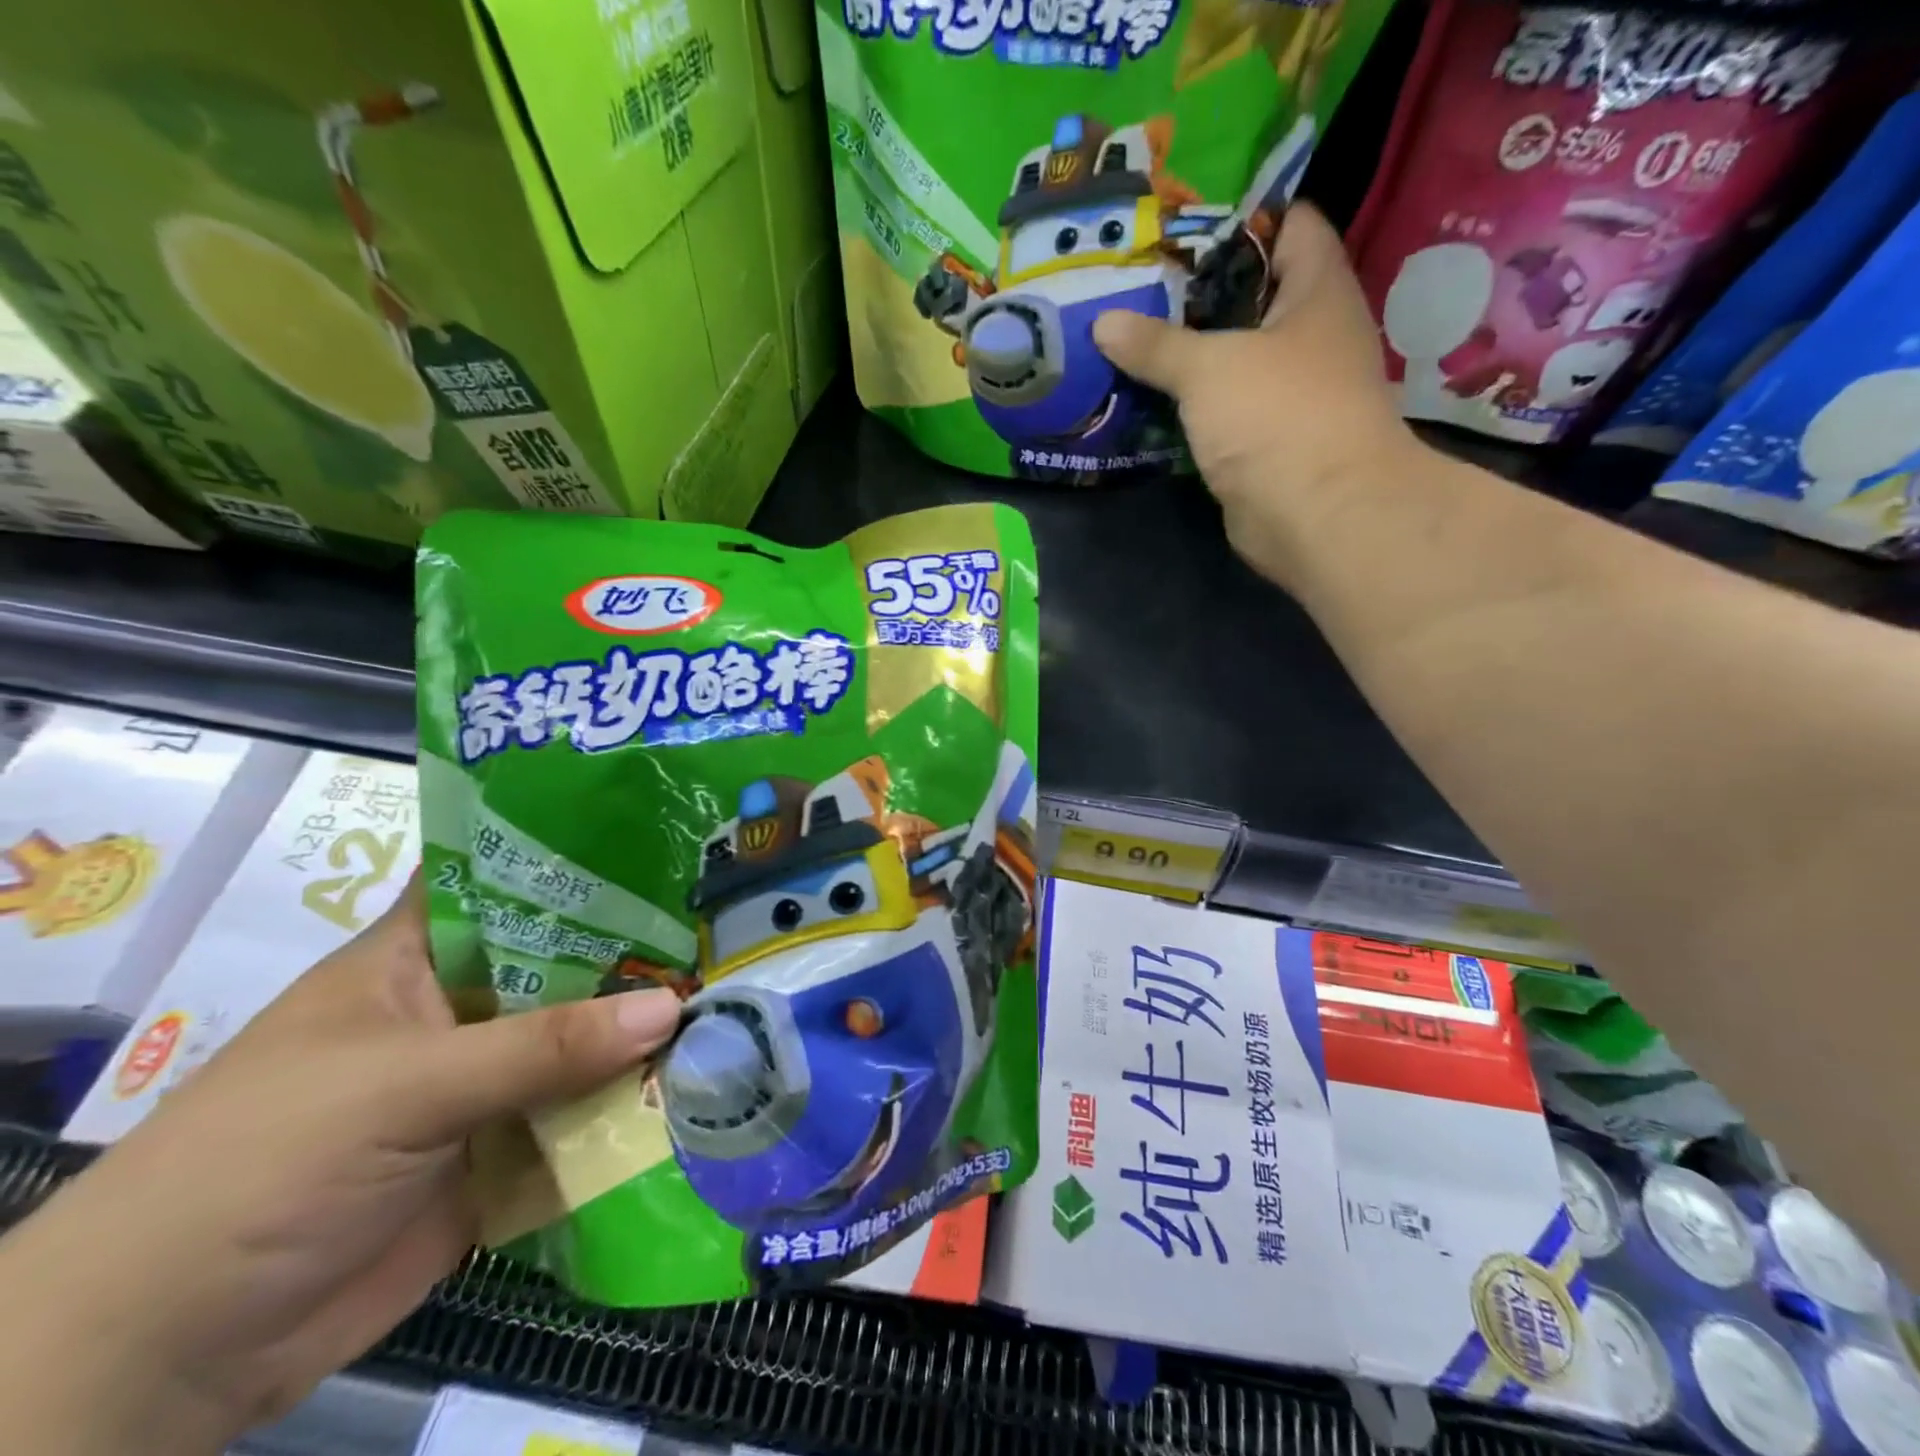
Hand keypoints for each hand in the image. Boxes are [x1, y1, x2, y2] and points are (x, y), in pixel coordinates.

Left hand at [0, 879, 680, 1455]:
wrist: (170, 1356)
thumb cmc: (263, 1166)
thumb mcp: (404, 1086)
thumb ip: (541, 1047)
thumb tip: (671, 1006)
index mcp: (421, 958)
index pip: (510, 880)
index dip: (582, 855)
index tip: (670, 839)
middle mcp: (463, 1009)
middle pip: (567, 963)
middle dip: (641, 946)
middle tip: (732, 919)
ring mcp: (487, 1082)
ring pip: (584, 1040)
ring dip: (648, 1027)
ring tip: (740, 990)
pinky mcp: (507, 1149)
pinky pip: (585, 1114)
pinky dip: (636, 1102)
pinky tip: (707, 1077)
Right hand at [1094, 205, 1423, 588]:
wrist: (1317, 516)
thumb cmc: (1278, 417)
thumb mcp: (1209, 368)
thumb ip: (1156, 344)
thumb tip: (1104, 323)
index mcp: (1318, 291)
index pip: (1289, 225)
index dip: (1239, 217)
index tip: (1178, 226)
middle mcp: (1310, 335)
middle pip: (1250, 295)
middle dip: (1194, 292)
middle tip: (1133, 286)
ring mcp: (1289, 392)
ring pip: (1231, 357)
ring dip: (1186, 354)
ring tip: (1126, 337)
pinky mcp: (1264, 441)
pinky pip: (1220, 408)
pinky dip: (1188, 403)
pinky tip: (1144, 396)